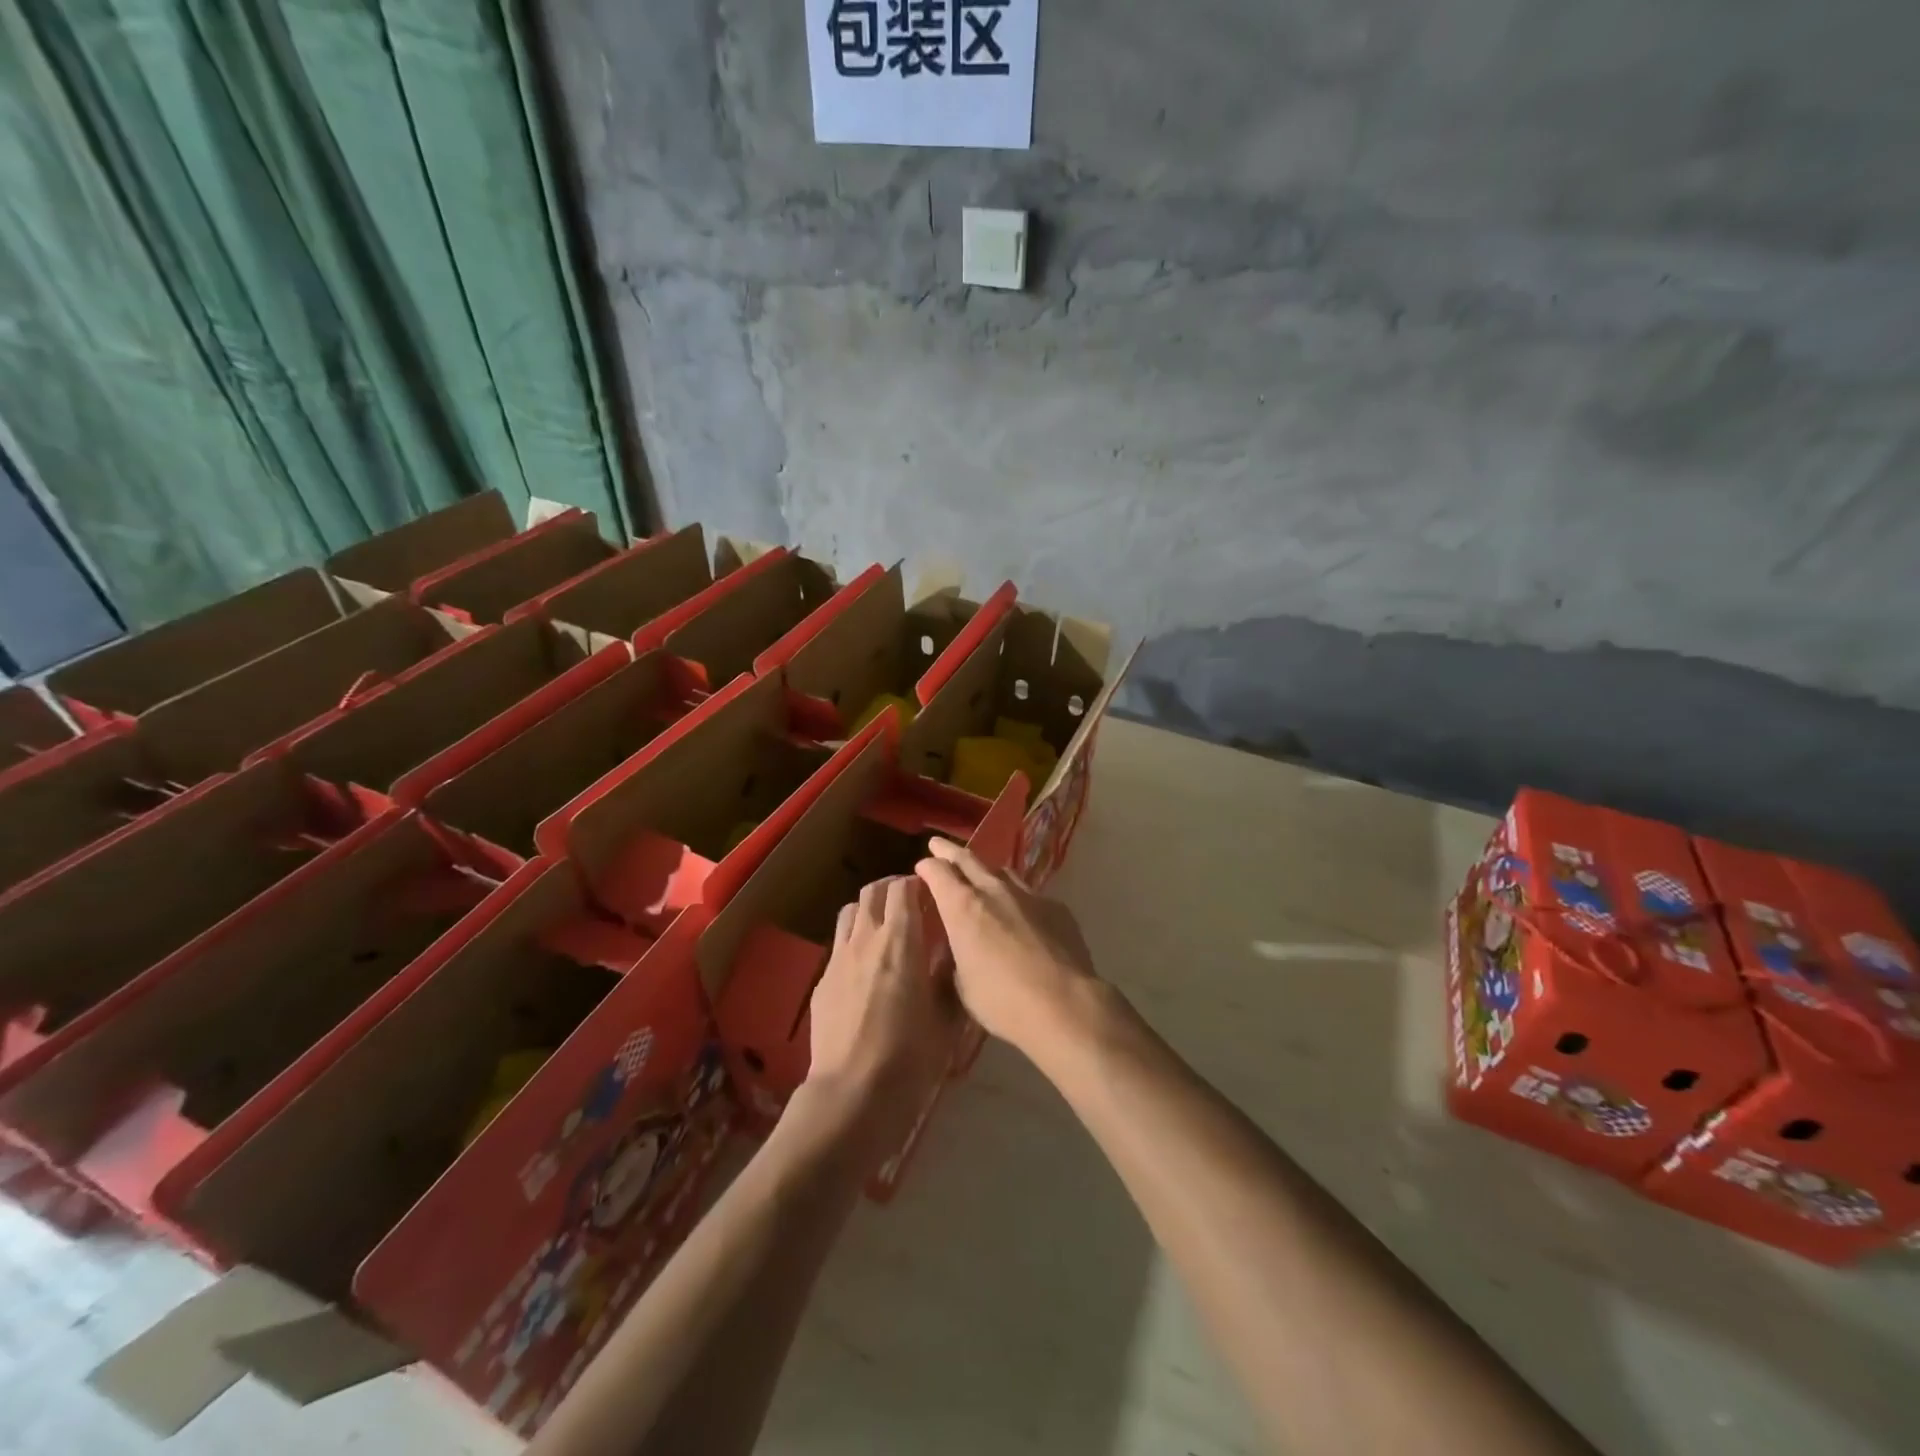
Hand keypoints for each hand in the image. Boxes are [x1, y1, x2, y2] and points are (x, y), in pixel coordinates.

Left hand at [806, 876, 956, 1115]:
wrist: (852, 1094)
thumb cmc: (910, 1058)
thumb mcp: (946, 1020)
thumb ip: (949, 979)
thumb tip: (952, 954)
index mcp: (901, 942)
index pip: (903, 889)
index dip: (916, 882)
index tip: (929, 890)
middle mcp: (866, 939)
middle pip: (872, 892)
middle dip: (891, 888)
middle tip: (908, 900)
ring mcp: (839, 959)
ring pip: (850, 912)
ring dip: (868, 909)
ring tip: (883, 925)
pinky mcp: (822, 981)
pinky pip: (839, 944)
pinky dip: (854, 939)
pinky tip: (864, 964)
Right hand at [913, 839, 1100, 1054]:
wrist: (1063, 1004)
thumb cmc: (1002, 1001)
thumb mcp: (962, 985)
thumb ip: (956, 957)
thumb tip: (959, 949)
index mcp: (962, 907)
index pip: (938, 872)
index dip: (927, 867)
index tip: (922, 867)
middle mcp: (993, 891)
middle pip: (968, 858)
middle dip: (949, 851)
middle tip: (938, 845)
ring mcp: (1028, 895)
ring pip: (1001, 871)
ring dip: (986, 871)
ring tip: (981, 876)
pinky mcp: (1056, 906)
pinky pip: (1030, 894)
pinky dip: (1017, 898)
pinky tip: (1021, 914)